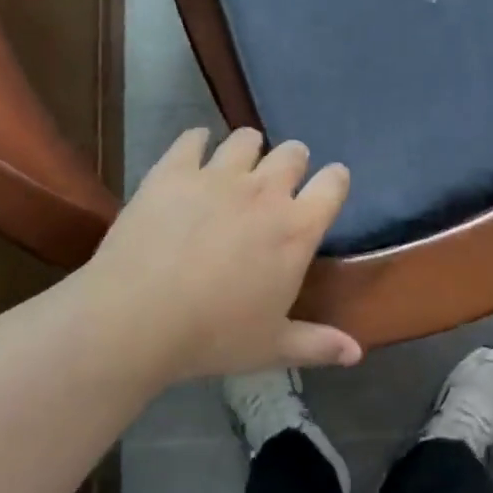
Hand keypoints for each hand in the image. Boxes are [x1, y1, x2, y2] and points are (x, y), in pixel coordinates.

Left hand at [78, 128, 359, 381]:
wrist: (135, 319)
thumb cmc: (212, 337)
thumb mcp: (271, 348)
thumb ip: (318, 344)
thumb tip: (357, 354)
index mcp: (296, 229)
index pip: (334, 184)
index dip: (334, 181)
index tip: (328, 187)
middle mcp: (264, 191)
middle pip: (293, 153)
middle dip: (292, 162)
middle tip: (277, 184)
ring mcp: (218, 175)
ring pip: (246, 139)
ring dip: (248, 149)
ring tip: (236, 167)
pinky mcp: (174, 170)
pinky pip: (193, 138)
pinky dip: (197, 143)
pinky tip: (193, 155)